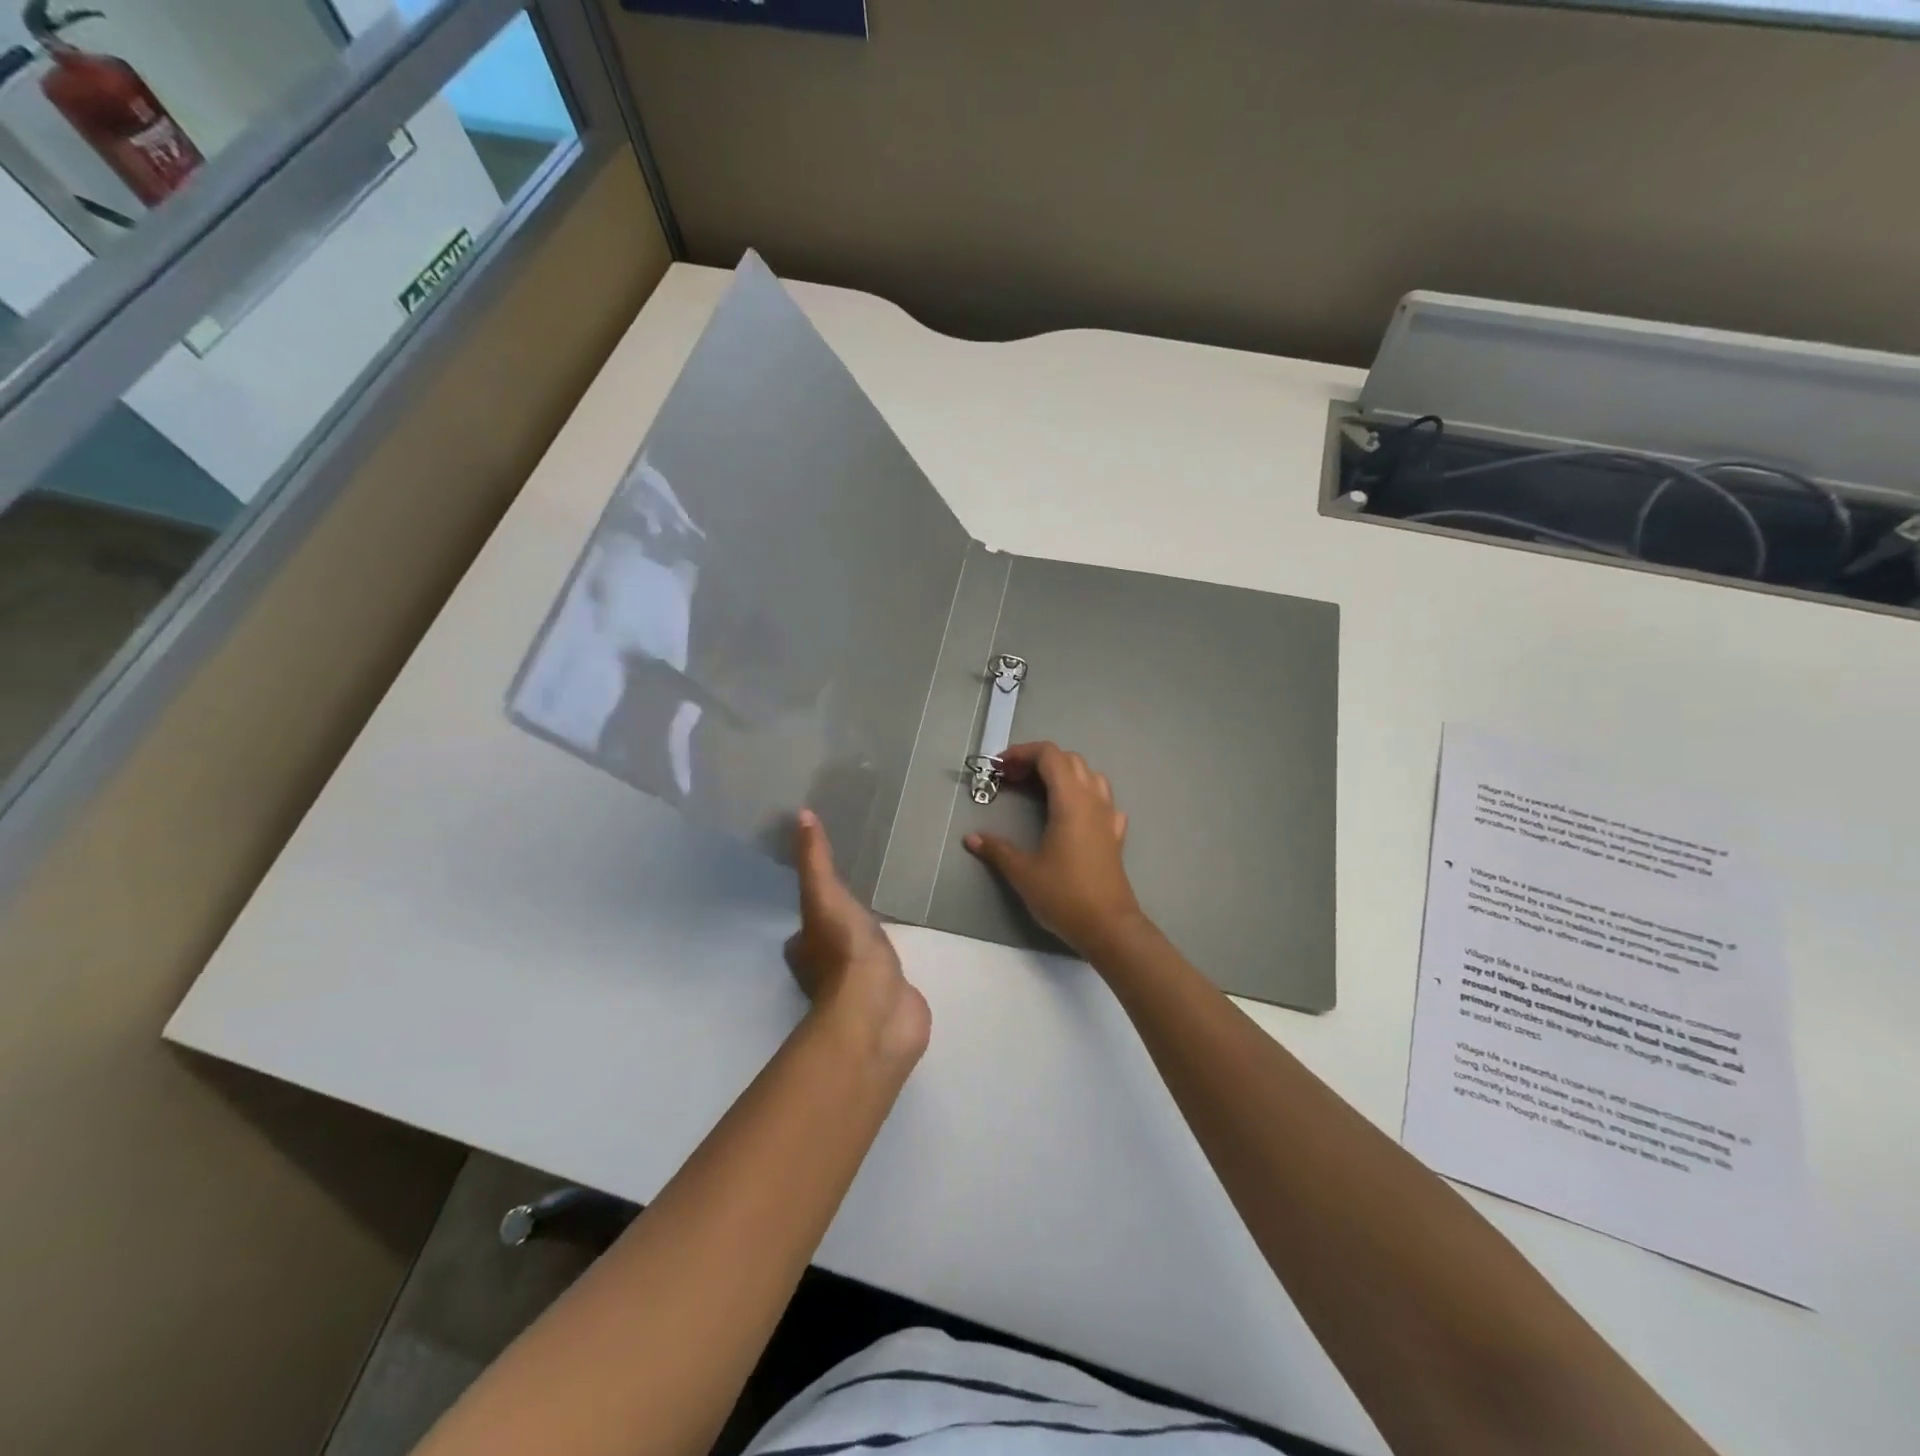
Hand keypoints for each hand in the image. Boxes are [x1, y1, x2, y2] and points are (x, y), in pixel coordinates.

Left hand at [785, 810, 930, 1069]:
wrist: (880, 1011)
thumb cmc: (845, 952)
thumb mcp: (825, 896)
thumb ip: (816, 860)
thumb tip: (801, 815)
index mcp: (804, 950)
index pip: (805, 927)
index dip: (814, 910)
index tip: (831, 890)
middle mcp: (824, 974)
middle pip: (830, 946)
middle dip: (843, 930)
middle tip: (865, 904)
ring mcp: (858, 992)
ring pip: (860, 962)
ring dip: (870, 949)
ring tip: (890, 924)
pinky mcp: (888, 1002)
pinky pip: (889, 977)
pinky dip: (895, 967)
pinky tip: (909, 954)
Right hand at [964, 743, 1150, 959]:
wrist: (1108, 927)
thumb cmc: (1064, 895)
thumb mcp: (1023, 872)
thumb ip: (997, 850)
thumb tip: (971, 838)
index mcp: (1070, 801)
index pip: (1050, 755)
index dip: (1023, 753)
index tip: (1000, 768)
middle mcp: (1093, 800)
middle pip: (1069, 760)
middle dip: (1038, 762)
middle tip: (1012, 780)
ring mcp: (1108, 817)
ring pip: (1089, 776)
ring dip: (1063, 774)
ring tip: (1040, 792)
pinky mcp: (1115, 835)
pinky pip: (1102, 801)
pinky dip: (1084, 796)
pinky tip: (1072, 815)